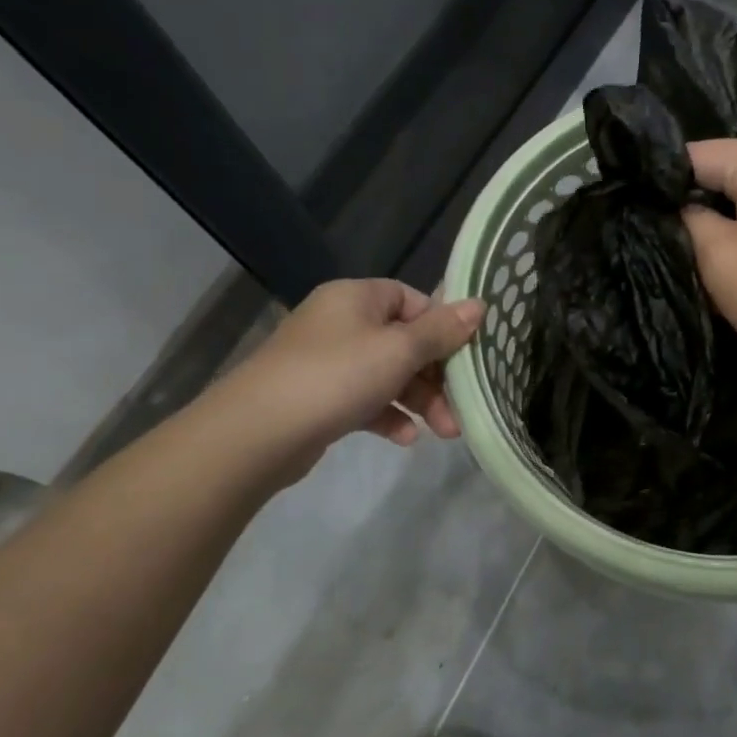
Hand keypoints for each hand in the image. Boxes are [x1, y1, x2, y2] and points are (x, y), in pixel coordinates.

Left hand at [205, 278, 483, 479]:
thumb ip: (442, 330)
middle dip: (438, 376)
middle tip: (461, 406)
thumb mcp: (399, 350)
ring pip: (389, 374)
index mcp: (357, 297)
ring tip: (444, 433)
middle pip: (405, 341)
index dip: (443, 326)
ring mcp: (328, 361)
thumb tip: (480, 305)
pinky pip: (366, 399)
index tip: (467, 356)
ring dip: (420, 400)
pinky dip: (389, 415)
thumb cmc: (336, 377)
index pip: (413, 300)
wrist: (255, 434)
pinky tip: (405, 439)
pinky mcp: (320, 398)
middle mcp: (341, 322)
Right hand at [683, 137, 736, 394]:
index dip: (662, 188)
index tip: (643, 221)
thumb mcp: (720, 262)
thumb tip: (679, 205)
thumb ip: (688, 220)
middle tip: (677, 245)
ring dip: (728, 217)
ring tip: (712, 255)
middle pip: (725, 167)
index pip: (694, 155)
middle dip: (698, 203)